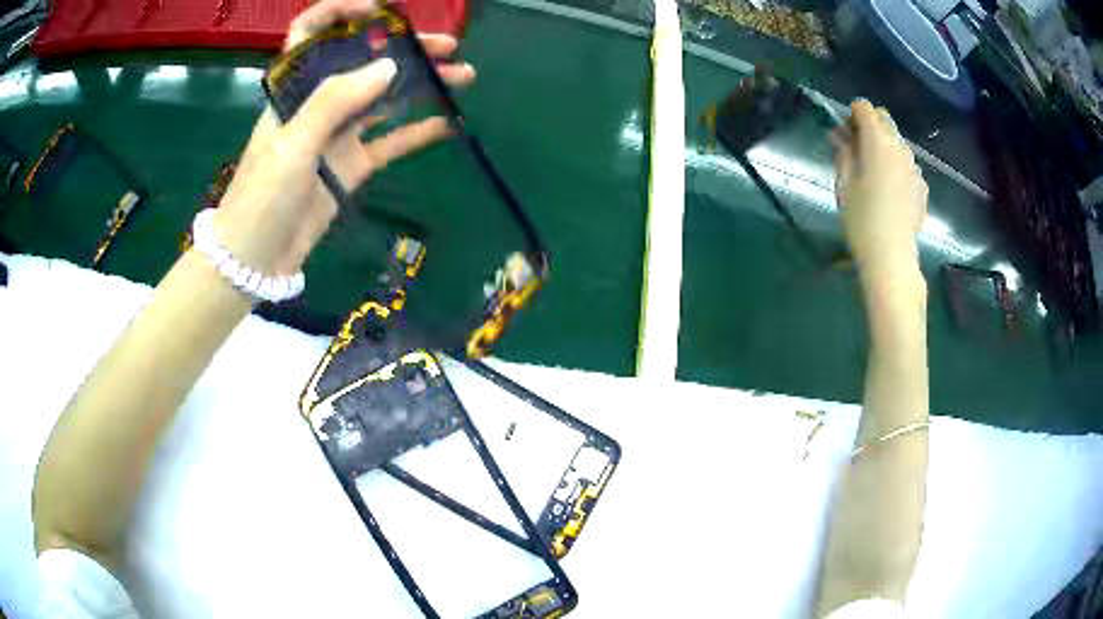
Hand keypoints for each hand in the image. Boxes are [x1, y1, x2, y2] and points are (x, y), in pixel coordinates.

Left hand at [212, 0, 475, 275]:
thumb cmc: (261, 197)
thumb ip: (336, 102)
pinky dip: (417, 132)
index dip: (341, 12)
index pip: (311, 33)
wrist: (255, 259)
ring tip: (462, 78)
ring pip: (384, 99)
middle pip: (363, 63)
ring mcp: (337, 134)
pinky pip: (390, 141)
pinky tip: (448, 123)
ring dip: (421, 86)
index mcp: (295, 89)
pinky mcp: (352, 166)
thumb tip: (389, 67)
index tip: (380, 11)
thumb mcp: (292, 144)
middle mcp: (318, 103)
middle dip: (404, 50)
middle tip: (448, 48)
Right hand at [831, 100, 927, 278]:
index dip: (851, 114)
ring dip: (884, 148)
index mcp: (878, 143)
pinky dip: (897, 169)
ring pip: (898, 144)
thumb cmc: (862, 220)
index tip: (844, 133)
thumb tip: (842, 137)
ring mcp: (914, 168)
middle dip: (869, 126)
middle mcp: (900, 149)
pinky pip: (907, 167)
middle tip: (857, 148)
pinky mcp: (922, 188)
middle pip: (885, 120)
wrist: (892, 258)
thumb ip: (843, 153)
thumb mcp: (843, 185)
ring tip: (874, 174)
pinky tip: (890, 193)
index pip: (864, 108)